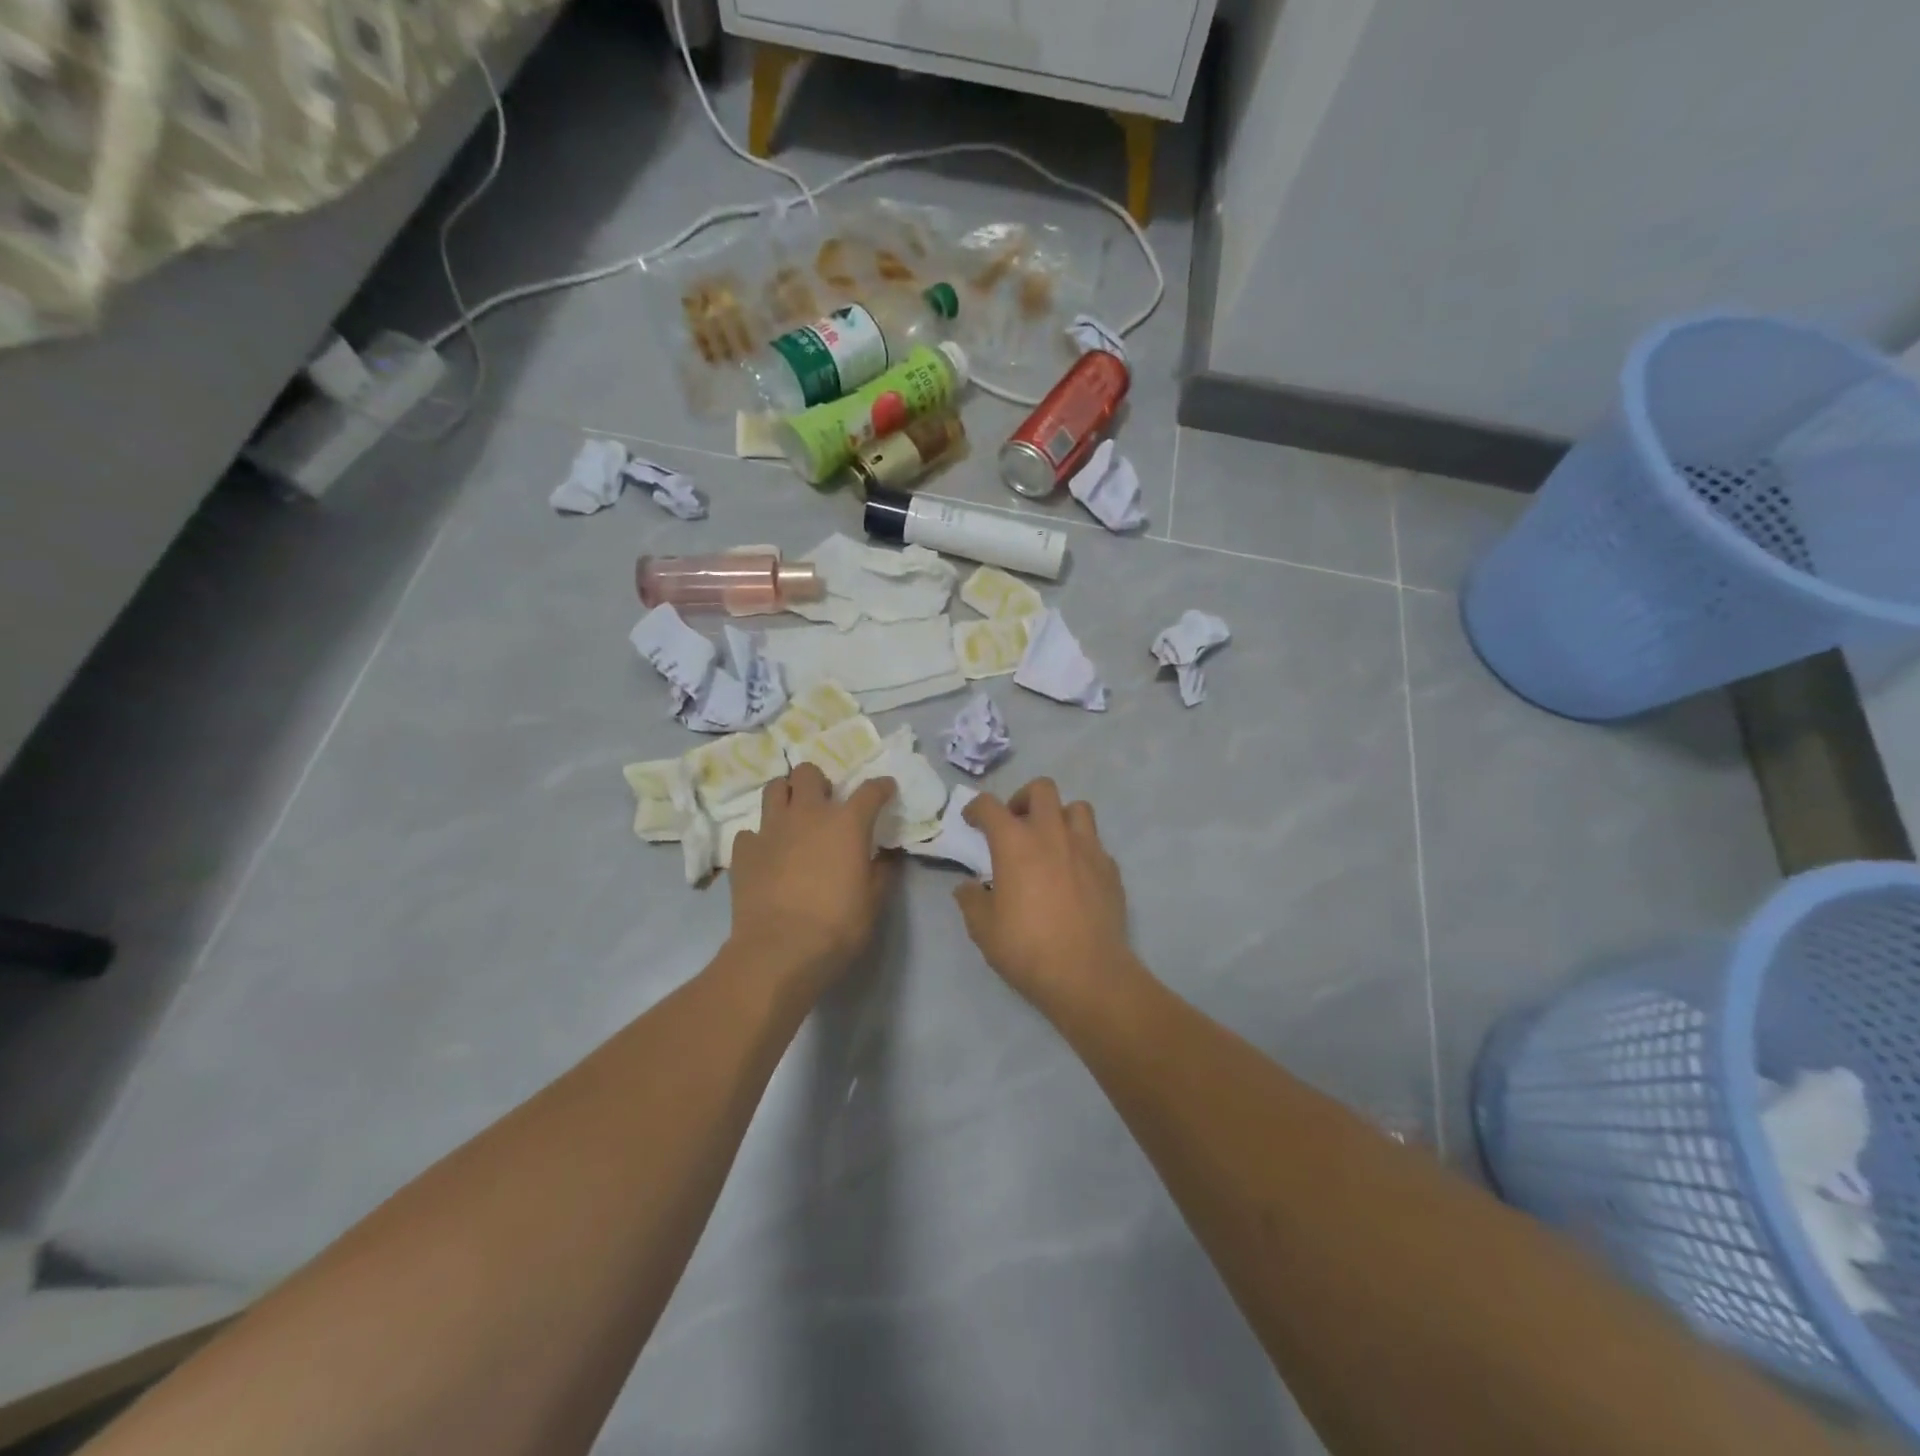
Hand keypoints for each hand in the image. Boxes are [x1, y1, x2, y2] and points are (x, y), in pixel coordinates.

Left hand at [727, 763, 897, 988]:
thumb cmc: (837, 925)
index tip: (886, 789)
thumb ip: (883, 871)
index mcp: (846, 823)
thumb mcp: (874, 901)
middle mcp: (807, 814)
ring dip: (786, 796)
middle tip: (825, 803)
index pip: (870, 790)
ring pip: (773, 789)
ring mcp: (771, 829)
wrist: (780, 951)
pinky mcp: (744, 851)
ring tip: (793, 817)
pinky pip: (750, 831)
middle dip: (818, 782)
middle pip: (808, 773)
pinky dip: (761, 838)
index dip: (881, 787)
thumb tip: (888, 855)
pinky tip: (768, 855)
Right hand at [954, 779, 1133, 1015]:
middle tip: (1015, 824)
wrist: (1088, 973)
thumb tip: (968, 887)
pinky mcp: (1110, 868)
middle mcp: (1052, 834)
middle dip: (1023, 799)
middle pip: (1041, 789)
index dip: (977, 807)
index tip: (972, 820)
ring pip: (1077, 808)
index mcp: (1015, 843)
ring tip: (1050, 841)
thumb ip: (971, 901)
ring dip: (1059, 816)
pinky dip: (1081, 848)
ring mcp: (1087, 848)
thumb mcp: (984, 929)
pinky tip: (1074, 873)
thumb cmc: (1028, 948)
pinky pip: (1095, 843)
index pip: (990, 806)